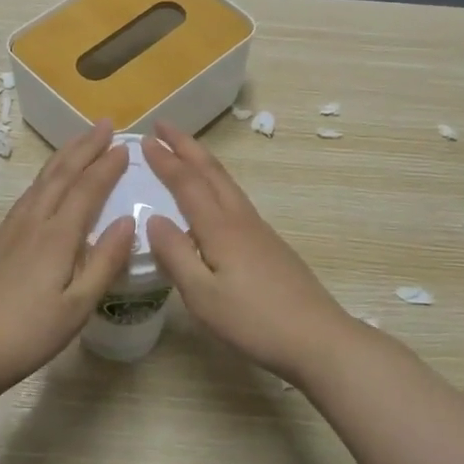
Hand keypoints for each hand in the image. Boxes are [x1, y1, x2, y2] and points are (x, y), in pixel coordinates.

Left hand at [0, 120, 134, 398]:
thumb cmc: (27, 334)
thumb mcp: (76, 307)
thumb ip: (104, 262)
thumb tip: (128, 221)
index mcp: (56, 237)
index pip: (87, 190)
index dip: (107, 166)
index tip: (125, 145)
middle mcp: (31, 223)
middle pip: (60, 174)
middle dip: (84, 147)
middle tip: (104, 124)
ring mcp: (8, 230)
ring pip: (39, 182)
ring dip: (62, 158)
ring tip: (78, 142)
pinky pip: (25, 197)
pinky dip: (43, 180)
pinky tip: (45, 186)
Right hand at [142, 122, 363, 385]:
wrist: (318, 338)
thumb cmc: (254, 320)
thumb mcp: (203, 296)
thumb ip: (176, 256)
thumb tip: (154, 219)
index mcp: (220, 229)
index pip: (187, 184)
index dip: (165, 160)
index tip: (145, 140)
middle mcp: (240, 220)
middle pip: (212, 172)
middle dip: (186, 146)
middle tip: (163, 125)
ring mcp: (259, 230)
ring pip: (227, 183)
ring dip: (203, 161)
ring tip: (185, 151)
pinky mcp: (270, 245)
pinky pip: (235, 199)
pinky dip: (217, 183)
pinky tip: (214, 197)